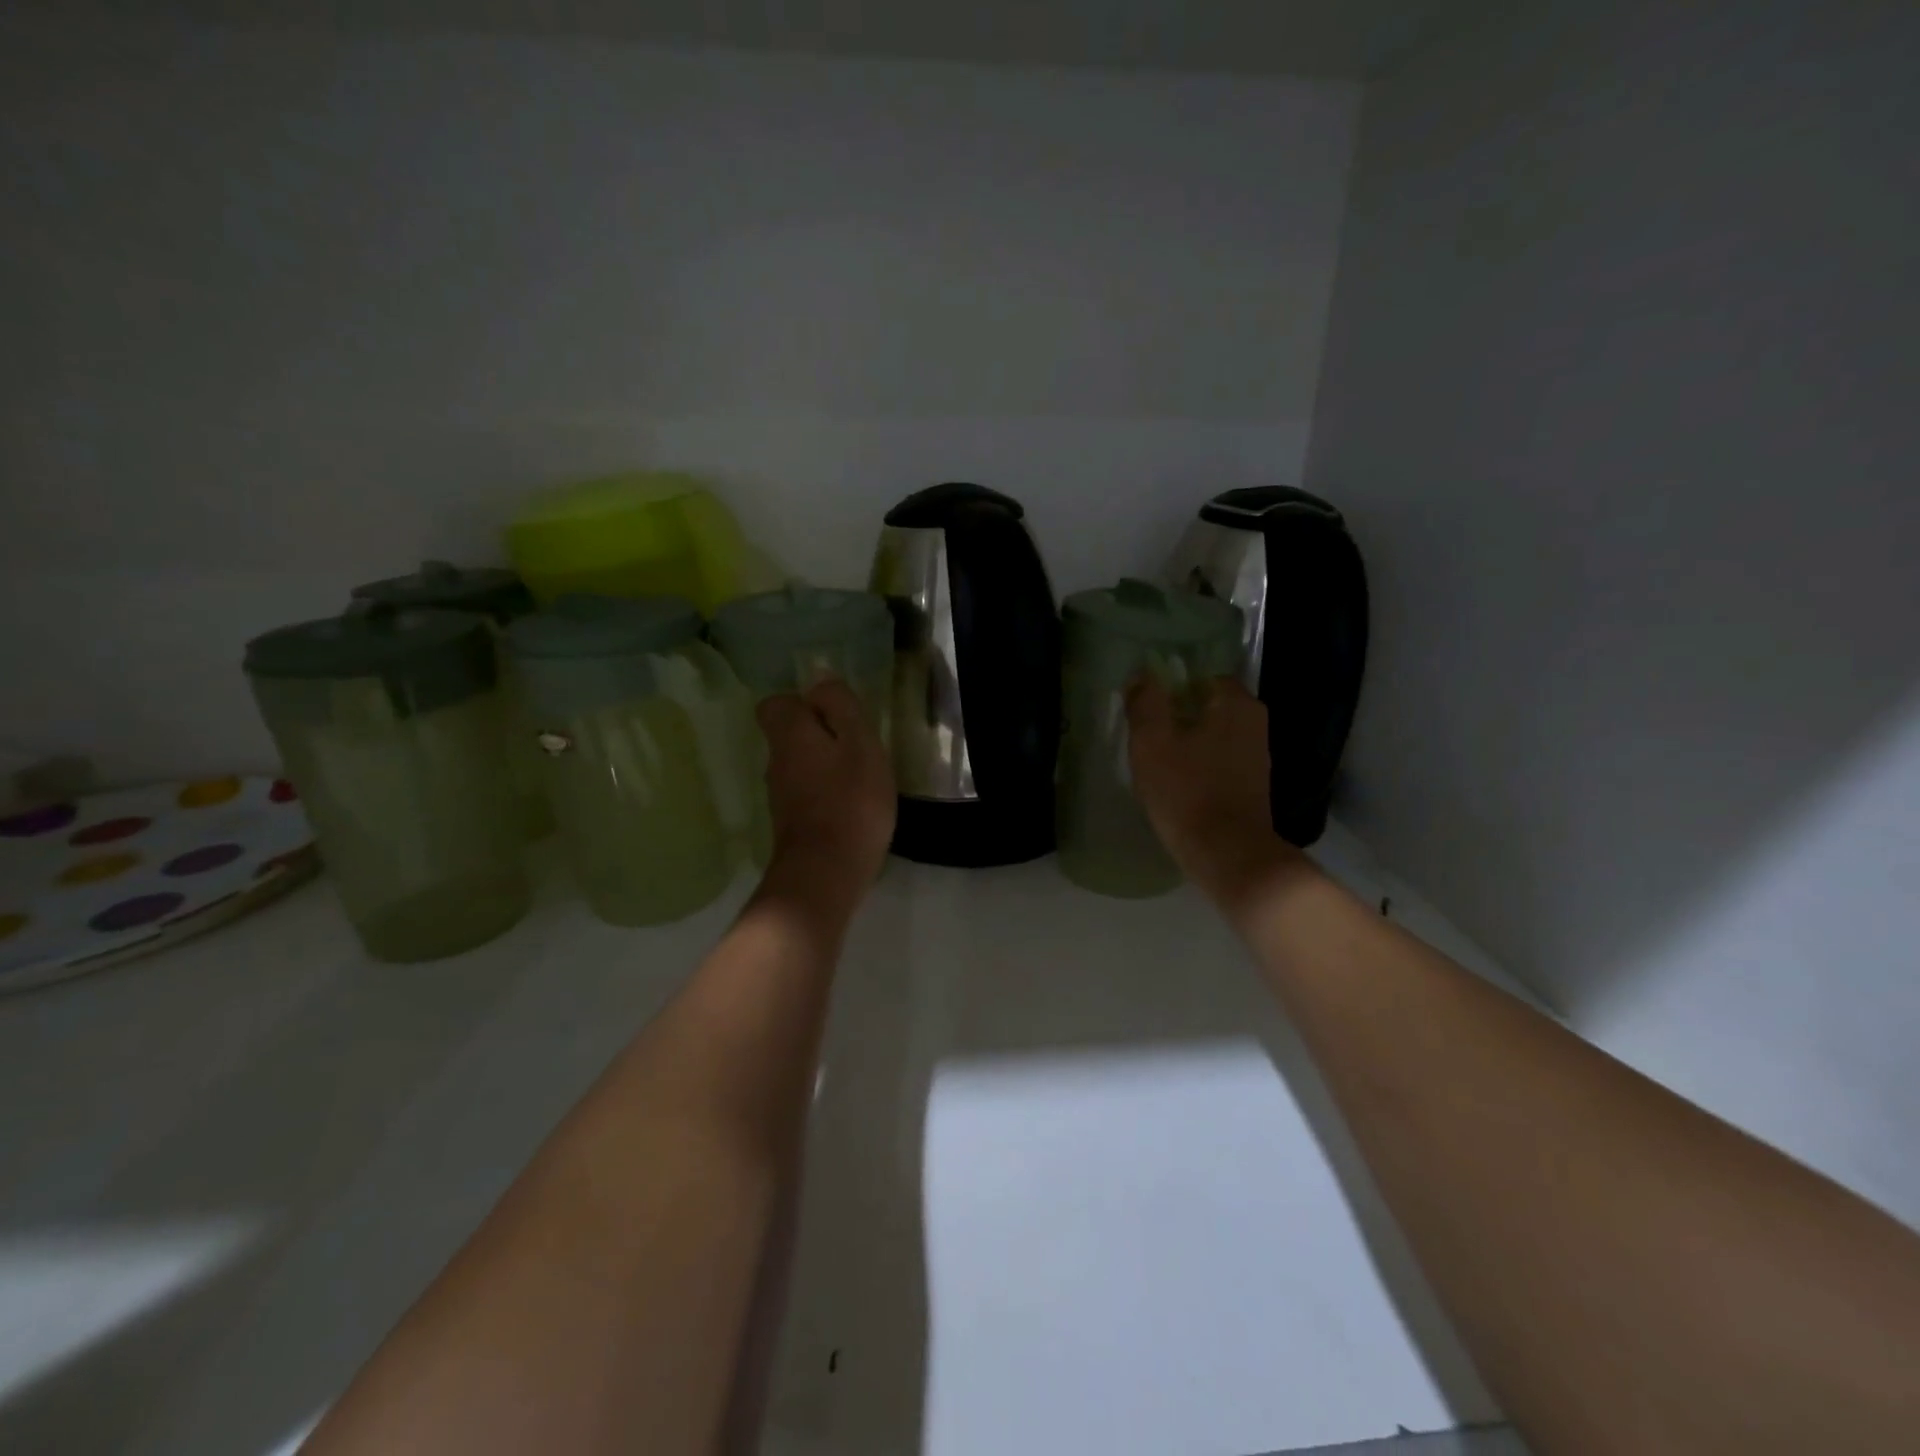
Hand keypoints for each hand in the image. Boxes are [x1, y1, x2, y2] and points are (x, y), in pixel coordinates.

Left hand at [756, 679, 895, 899]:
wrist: (825, 873)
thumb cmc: (850, 801)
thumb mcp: (859, 744)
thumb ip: (841, 707)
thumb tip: (820, 682)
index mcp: (789, 735)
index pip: (775, 704)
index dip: (802, 703)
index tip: (834, 715)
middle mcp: (775, 761)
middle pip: (789, 735)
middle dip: (819, 735)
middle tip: (857, 748)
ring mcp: (779, 796)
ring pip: (798, 765)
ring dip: (824, 766)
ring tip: (859, 779)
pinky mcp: (790, 824)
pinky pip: (806, 794)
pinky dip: (825, 794)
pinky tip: (851, 807)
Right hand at [1127, 676, 1300, 911]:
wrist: (1228, 854)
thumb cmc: (1187, 791)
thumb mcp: (1152, 742)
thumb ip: (1145, 703)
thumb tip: (1142, 675)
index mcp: (1236, 703)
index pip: (1201, 677)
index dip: (1171, 689)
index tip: (1147, 710)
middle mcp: (1255, 723)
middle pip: (1208, 706)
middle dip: (1178, 717)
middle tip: (1147, 737)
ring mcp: (1258, 756)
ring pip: (1214, 735)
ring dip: (1188, 743)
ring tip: (1158, 762)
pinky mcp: (1254, 785)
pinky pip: (1220, 761)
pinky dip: (1200, 766)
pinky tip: (1179, 784)